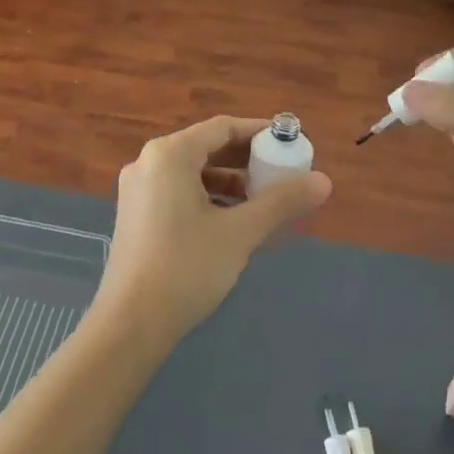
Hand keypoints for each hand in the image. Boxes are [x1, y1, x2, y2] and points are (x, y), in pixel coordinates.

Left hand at [95, 116, 331, 349]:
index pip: (222, 128)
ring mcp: (138, 190)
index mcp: (170, 154)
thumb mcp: (240, 232)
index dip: (259, 132)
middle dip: (246, 159)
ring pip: (192, 172)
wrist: (130, 325)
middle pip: (206, 148)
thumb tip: (324, 181)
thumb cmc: (186, 268)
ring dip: (229, 181)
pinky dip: (208, 197)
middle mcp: (149, 162)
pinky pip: (178, 191)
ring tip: (263, 200)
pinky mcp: (136, 215)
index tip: (289, 143)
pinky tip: (232, 220)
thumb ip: (281, 201)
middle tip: (282, 172)